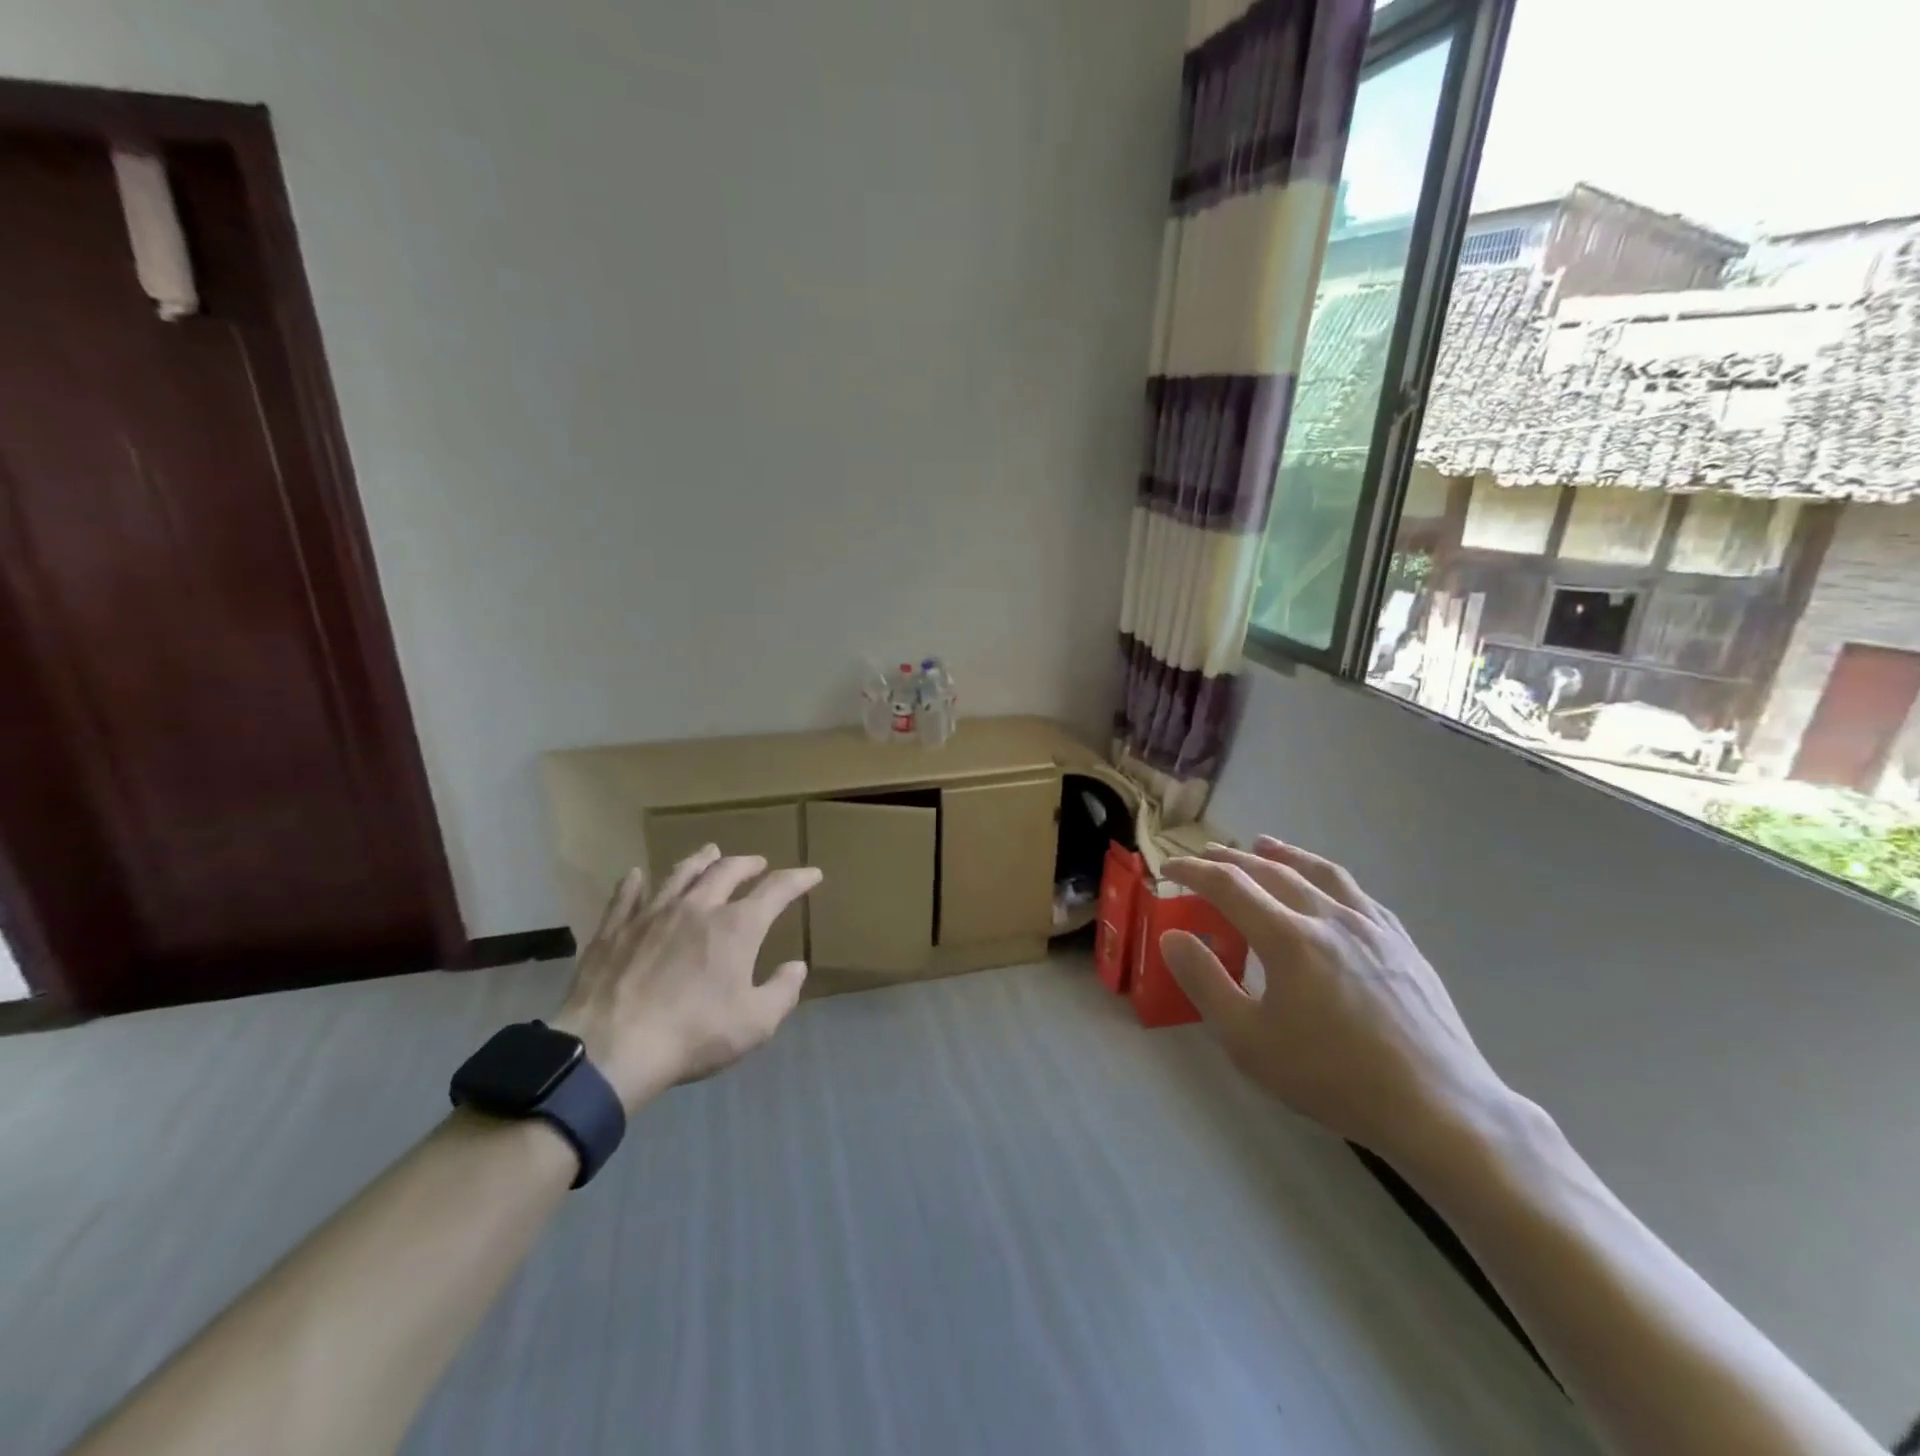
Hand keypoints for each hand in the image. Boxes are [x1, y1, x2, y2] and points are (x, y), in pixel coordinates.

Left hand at [550, 847, 822, 1112]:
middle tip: (758, 864)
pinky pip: (626, 895)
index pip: (776, 890)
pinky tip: (637, 875)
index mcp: (736, 927)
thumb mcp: (754, 1024)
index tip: (812, 874)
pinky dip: (635, 882)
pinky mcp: (614, 929)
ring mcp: (651, 914)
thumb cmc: (693, 1036)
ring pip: (680, 873)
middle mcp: (697, 907)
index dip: (798, 879)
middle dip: (748, 863)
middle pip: (726, 871)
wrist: (611, 1050)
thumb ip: (782, 992)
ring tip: (710, 853)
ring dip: (700, 860)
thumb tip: (796, 967)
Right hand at [1161, 836, 1511, 1170]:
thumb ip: (1205, 982)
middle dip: (1230, 859)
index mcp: (1289, 937)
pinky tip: (1326, 887)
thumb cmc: (1332, 1078)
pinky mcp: (1402, 944)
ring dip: (1284, 854)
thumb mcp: (1248, 1042)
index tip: (1168, 868)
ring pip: (1319, 872)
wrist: (1439, 1108)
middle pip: (1271, 871)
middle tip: (1205, 856)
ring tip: (1263, 845)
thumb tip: (1173, 936)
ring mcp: (1372, 927)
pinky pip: (1357, 894)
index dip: (1193, 871)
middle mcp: (1329, 917)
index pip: (1228, 885)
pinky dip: (1327, 878)